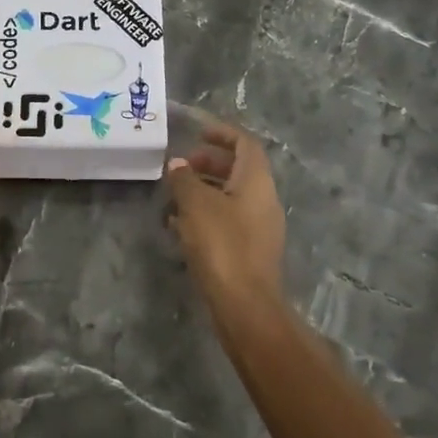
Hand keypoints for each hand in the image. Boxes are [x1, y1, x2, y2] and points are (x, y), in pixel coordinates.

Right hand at [165, 117, 286, 318]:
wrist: (244, 304)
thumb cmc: (222, 244)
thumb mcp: (196, 204)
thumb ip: (184, 179)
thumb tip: (177, 165)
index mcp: (257, 182)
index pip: (245, 144)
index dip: (222, 134)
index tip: (197, 133)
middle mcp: (264, 200)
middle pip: (239, 169)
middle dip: (209, 163)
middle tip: (181, 167)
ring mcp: (259, 227)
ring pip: (231, 197)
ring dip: (204, 191)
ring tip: (173, 197)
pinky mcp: (250, 251)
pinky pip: (228, 221)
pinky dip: (206, 215)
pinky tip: (180, 227)